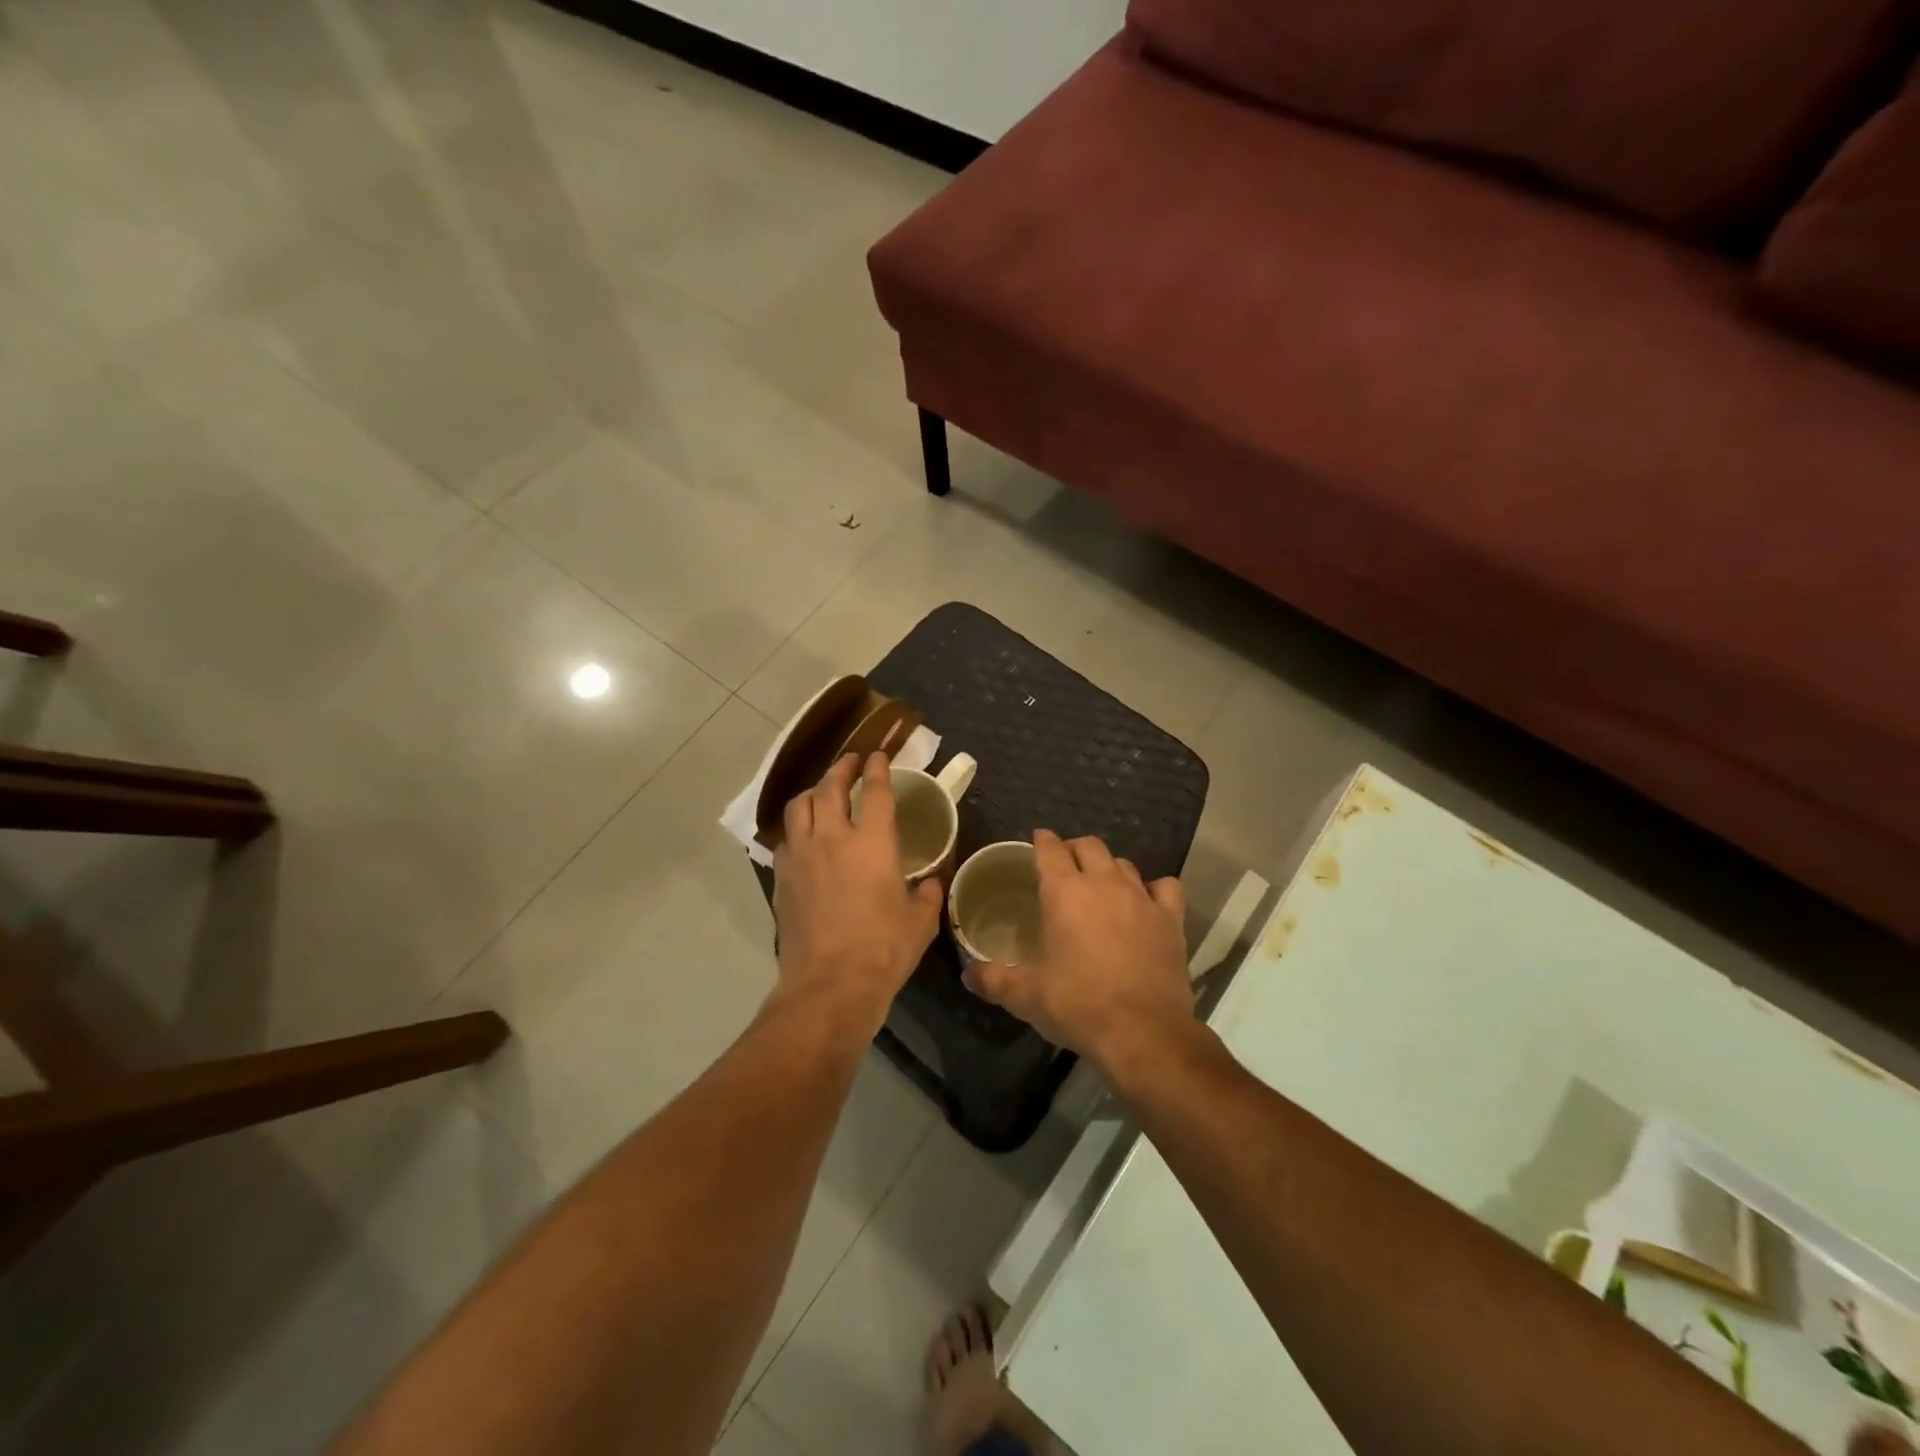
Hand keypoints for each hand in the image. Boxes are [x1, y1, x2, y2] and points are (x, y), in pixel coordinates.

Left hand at [771, 753, 942, 1035]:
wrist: (829, 984)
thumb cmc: (883, 949)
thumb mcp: (920, 922)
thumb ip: (927, 894)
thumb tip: (931, 882)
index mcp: (872, 843)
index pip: (874, 791)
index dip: (878, 769)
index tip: (879, 756)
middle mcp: (832, 838)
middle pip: (829, 788)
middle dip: (840, 768)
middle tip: (850, 762)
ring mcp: (801, 857)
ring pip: (798, 807)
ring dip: (812, 792)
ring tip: (821, 792)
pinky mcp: (782, 880)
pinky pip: (785, 840)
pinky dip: (796, 830)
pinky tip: (803, 839)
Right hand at [963, 829, 1193, 1076]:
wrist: (1143, 1032)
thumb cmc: (1077, 1005)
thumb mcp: (1025, 995)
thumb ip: (993, 979)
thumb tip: (966, 974)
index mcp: (1065, 892)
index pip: (1051, 849)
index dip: (1042, 841)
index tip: (1037, 841)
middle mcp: (1104, 883)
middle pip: (1089, 846)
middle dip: (1074, 849)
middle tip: (1065, 865)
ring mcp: (1141, 898)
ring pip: (1124, 864)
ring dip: (1109, 868)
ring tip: (1101, 884)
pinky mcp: (1170, 919)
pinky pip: (1165, 887)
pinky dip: (1154, 889)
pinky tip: (1147, 902)